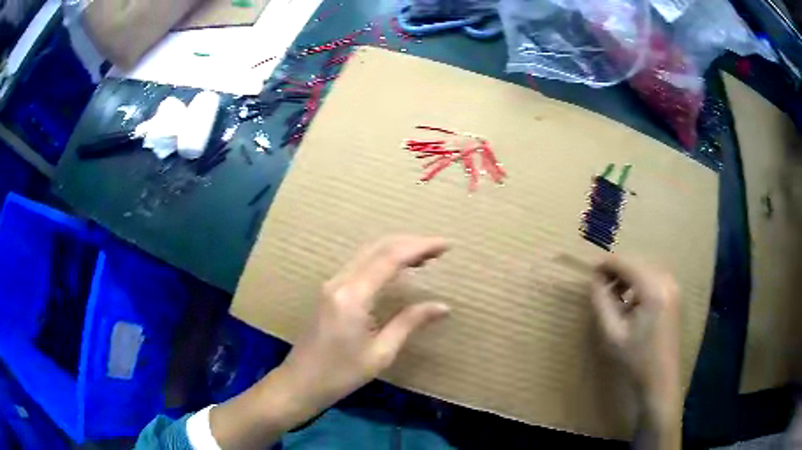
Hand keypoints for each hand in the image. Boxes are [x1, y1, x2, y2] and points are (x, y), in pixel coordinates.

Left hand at [278, 235, 451, 415]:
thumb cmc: (341, 374)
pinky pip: (359, 264)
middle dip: (410, 243)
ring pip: (367, 253)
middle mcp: (339, 282)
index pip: (390, 258)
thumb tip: (442, 306)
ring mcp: (331, 284)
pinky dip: (382, 260)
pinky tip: (396, 269)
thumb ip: (409, 322)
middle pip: (377, 247)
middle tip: (438, 249)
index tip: (445, 245)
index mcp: (353, 296)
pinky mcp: (329, 291)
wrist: (301, 382)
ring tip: (424, 257)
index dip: (420, 247)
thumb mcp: (381, 353)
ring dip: (396, 249)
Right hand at [590, 256, 681, 448]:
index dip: (605, 264)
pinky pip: (652, 277)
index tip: (589, 274)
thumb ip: (602, 302)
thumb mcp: (613, 333)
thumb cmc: (636, 359)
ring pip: (644, 267)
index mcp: (653, 289)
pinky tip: (629, 300)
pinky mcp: (674, 294)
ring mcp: (673, 286)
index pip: (626, 263)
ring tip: (613, 294)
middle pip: (636, 262)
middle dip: (616, 270)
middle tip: (599, 286)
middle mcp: (666, 280)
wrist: (661, 379)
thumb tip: (595, 278)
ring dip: (627, 275)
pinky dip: (638, 282)